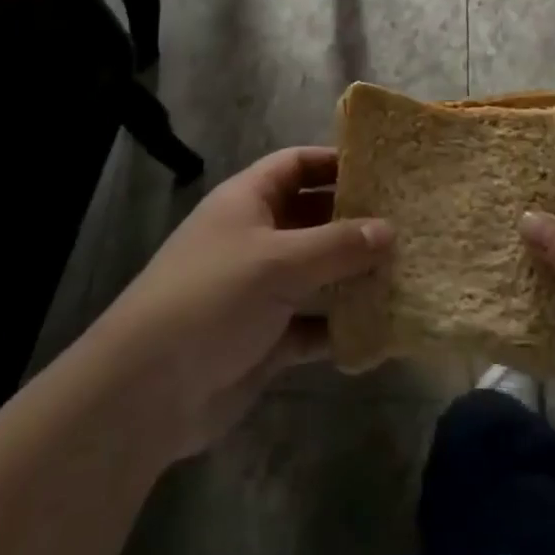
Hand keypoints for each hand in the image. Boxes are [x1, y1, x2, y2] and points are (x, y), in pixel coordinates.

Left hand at [86, 147, 391, 462]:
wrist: (147, 392)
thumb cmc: (212, 298)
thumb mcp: (278, 261)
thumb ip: (337, 245)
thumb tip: (389, 229)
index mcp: (248, 201)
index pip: (296, 165)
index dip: (334, 162)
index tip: (381, 170)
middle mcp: (255, 238)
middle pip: (312, 218)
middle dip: (354, 221)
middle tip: (407, 224)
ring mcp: (260, 290)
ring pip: (317, 274)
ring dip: (353, 276)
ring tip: (405, 273)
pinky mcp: (265, 339)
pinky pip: (312, 325)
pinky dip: (339, 327)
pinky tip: (379, 330)